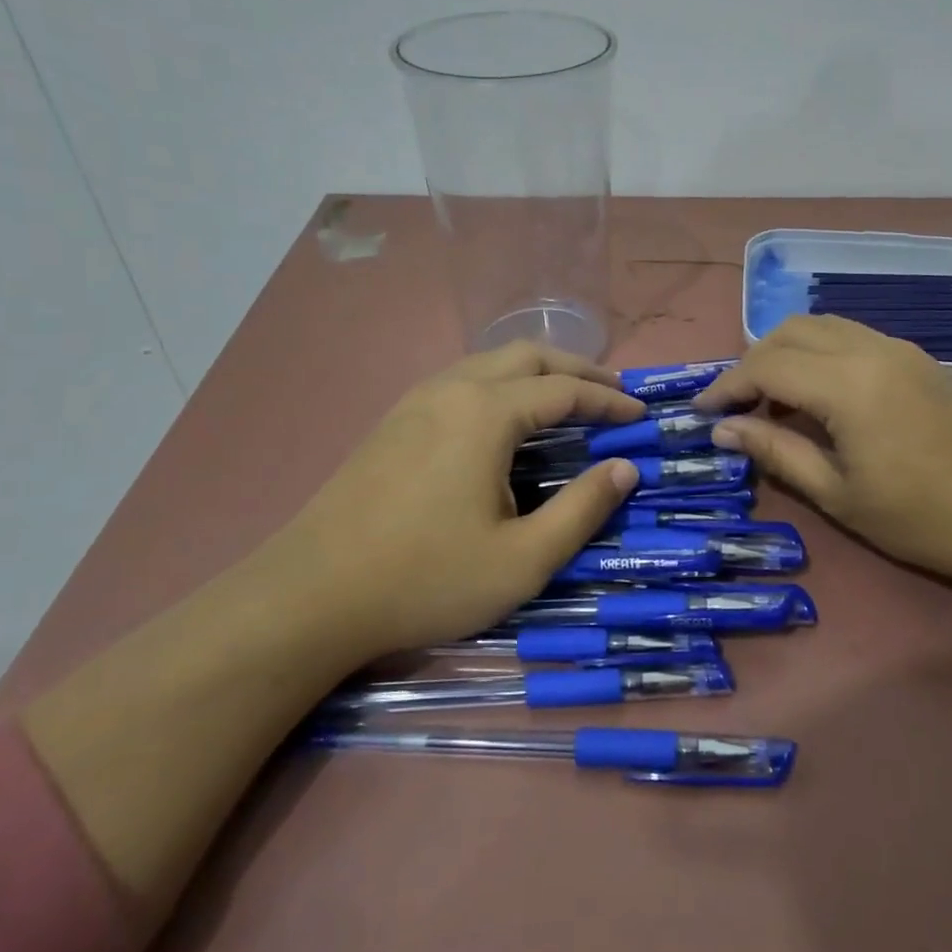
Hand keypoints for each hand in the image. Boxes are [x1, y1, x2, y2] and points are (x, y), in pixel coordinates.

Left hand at [275, 342, 642, 658]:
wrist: (311, 597)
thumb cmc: (426, 579)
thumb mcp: (522, 559)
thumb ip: (582, 509)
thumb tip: (625, 469)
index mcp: (486, 413)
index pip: (565, 390)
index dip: (609, 400)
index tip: (640, 415)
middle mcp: (452, 389)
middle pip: (528, 355)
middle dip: (577, 369)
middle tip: (613, 393)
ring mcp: (416, 401)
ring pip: (490, 362)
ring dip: (537, 373)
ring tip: (567, 400)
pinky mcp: (394, 421)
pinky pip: (463, 381)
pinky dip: (503, 385)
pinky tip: (507, 421)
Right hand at [696, 317, 951, 612]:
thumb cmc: (927, 519)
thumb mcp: (840, 495)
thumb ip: (777, 451)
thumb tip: (723, 428)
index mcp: (848, 382)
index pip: (765, 365)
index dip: (725, 386)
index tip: (700, 414)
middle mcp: (871, 348)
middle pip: (789, 331)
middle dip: (751, 363)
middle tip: (736, 409)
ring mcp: (900, 349)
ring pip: (821, 326)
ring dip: (786, 353)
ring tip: (774, 404)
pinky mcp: (919, 359)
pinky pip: (851, 337)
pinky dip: (819, 355)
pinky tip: (820, 398)